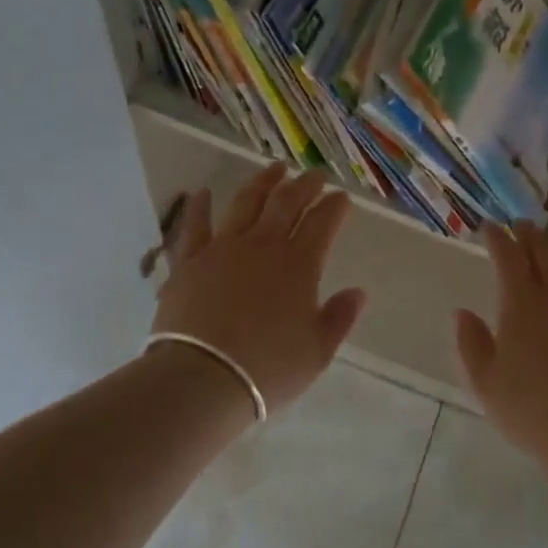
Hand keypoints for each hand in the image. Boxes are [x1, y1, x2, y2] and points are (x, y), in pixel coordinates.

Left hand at [150, 164, 366, 415]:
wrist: (202, 378)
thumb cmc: (268, 368)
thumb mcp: (317, 352)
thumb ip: (339, 318)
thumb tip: (358, 292)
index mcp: (299, 264)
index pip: (322, 223)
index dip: (334, 206)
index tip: (342, 197)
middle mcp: (263, 245)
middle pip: (287, 203)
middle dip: (305, 185)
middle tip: (315, 174)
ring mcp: (223, 249)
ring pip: (246, 203)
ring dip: (263, 182)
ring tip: (275, 169)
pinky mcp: (189, 261)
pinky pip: (195, 226)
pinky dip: (200, 206)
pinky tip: (203, 192)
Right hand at [454, 222, 547, 456]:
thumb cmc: (529, 409)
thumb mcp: (484, 382)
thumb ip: (470, 342)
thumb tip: (461, 312)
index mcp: (521, 301)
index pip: (507, 254)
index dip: (496, 236)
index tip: (488, 228)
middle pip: (542, 246)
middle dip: (527, 232)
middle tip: (519, 227)